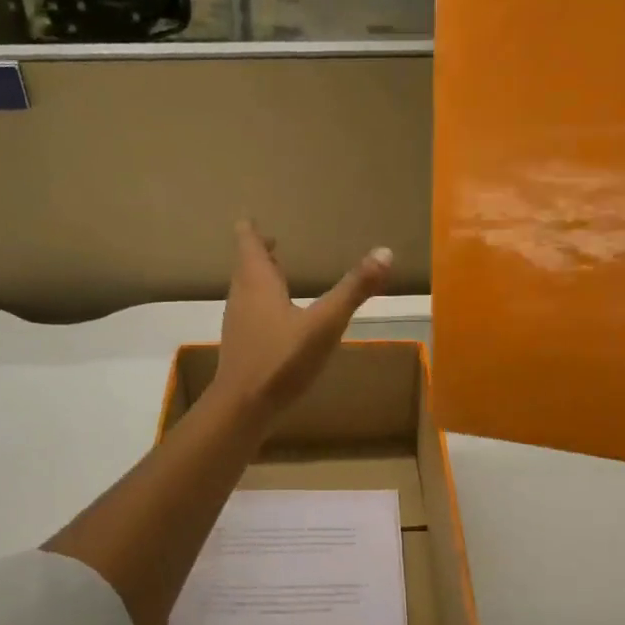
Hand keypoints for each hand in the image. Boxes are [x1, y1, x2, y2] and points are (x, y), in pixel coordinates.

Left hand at [213, 222, 391, 424]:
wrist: (243, 407)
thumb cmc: (282, 359)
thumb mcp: (325, 323)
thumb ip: (354, 289)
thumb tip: (386, 252)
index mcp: (257, 282)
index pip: (248, 243)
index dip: (251, 230)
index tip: (251, 217)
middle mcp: (242, 296)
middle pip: (246, 266)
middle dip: (259, 253)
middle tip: (271, 242)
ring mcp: (238, 323)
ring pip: (246, 291)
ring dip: (260, 279)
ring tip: (279, 275)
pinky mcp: (242, 347)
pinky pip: (251, 314)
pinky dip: (262, 305)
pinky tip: (280, 319)